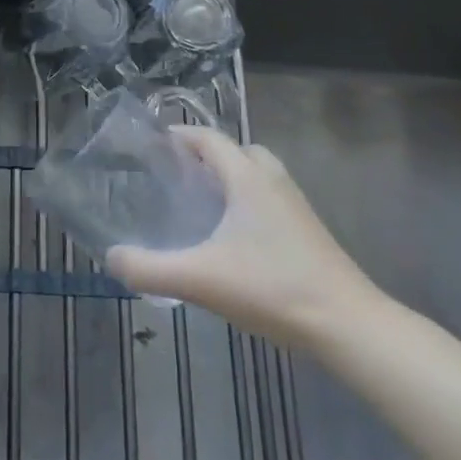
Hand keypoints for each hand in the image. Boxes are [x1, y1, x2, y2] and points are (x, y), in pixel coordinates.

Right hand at [107, 127, 386, 348]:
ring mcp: (295, 206)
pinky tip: (230, 237)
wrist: (348, 325)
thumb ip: (149, 269)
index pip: (209, 138)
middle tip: (176, 175)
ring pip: (257, 174)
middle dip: (206, 155)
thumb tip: (112, 258)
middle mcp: (272, 181)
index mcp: (247, 178)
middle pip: (237, 150)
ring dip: (229, 178)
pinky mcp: (307, 230)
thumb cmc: (272, 289)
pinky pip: (269, 198)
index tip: (150, 144)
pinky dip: (246, 201)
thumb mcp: (200, 280)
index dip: (179, 134)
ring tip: (200, 203)